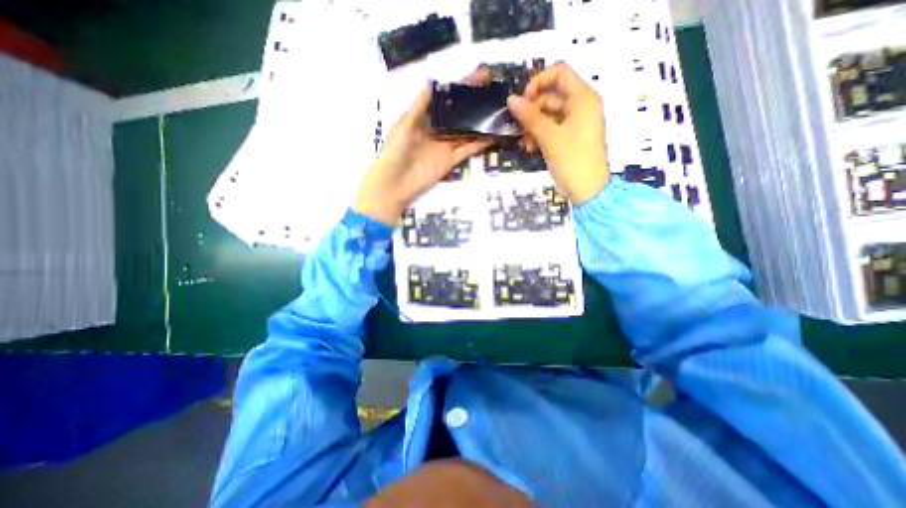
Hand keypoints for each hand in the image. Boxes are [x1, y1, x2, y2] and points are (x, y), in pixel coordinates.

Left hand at [354, 70, 495, 224]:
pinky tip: (492, 135)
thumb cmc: (396, 150)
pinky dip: (479, 144)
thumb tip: (432, 81)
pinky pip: (467, 150)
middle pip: (458, 114)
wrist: (395, 181)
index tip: (478, 76)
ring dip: (479, 122)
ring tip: (496, 110)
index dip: (461, 88)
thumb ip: (420, 105)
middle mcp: (437, 131)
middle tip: (492, 89)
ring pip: (466, 132)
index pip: (446, 100)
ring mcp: (445, 147)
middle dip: (473, 103)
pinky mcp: (451, 161)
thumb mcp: (405, 123)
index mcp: (425, 119)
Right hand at [509, 61, 607, 204]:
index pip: (559, 73)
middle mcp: (581, 105)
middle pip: (551, 96)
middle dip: (532, 112)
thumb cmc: (572, 159)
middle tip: (518, 128)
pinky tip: (530, 148)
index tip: (522, 101)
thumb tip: (511, 99)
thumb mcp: (549, 137)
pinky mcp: (570, 137)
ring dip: (533, 127)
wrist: (587, 189)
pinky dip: (540, 136)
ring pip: (549, 115)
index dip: (538, 82)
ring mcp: (576, 123)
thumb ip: (529, 117)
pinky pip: (552, 129)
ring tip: (525, 144)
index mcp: (582, 98)